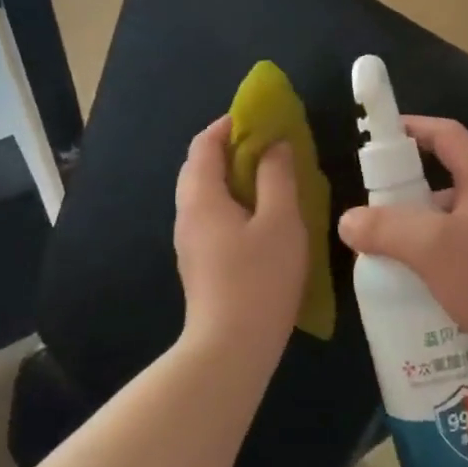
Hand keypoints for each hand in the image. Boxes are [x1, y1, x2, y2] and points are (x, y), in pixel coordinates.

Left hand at [174, 117, 308, 362]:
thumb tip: (274, 146)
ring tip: (271, 179)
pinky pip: (211, 216)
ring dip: (233, 177)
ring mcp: (189, 241)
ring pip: (205, 194)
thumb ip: (277, 176)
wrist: (230, 348)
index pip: (203, 144)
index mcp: (201, 197)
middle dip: (231, 149)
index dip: (229, 125)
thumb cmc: (259, 279)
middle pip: (200, 167)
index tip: (260, 119)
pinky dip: (232, 202)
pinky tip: (261, 218)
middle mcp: (187, 214)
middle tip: (270, 148)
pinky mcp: (199, 262)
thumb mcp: (280, 221)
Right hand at [337, 117, 467, 383]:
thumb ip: (388, 230)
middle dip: (404, 196)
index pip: (445, 134)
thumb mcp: (435, 249)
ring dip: (418, 238)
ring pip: (449, 226)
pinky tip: (414, 292)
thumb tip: (348, 220)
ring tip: (383, 260)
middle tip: (369, 217)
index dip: (411, 128)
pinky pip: (461, 258)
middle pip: (442, 183)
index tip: (376, 138)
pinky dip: (435, 266)